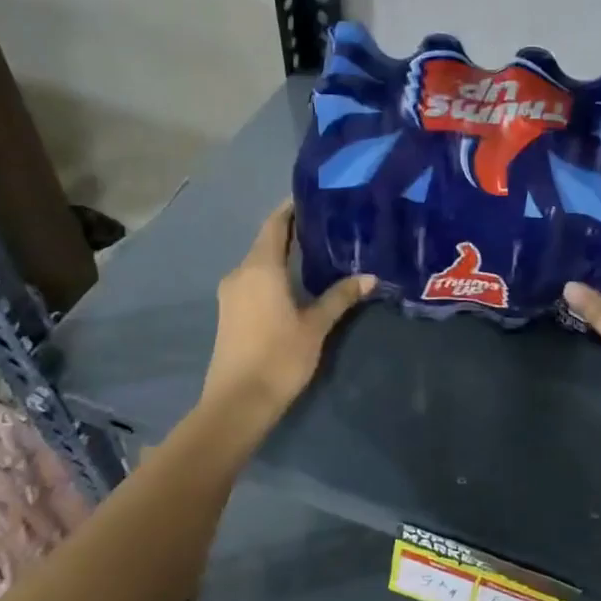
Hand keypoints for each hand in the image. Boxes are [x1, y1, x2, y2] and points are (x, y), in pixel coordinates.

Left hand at [203, 201, 374, 414]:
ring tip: (318, 250)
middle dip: (293, 231)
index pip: (275, 224)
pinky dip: (274, 272)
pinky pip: (254, 279)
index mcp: (260, 268)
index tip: (315, 197)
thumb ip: (340, 297)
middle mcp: (241, 273)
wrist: (237, 403)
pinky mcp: (230, 312)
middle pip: (267, 241)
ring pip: (260, 262)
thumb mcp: (316, 325)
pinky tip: (296, 280)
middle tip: (327, 224)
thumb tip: (369, 276)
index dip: (292, 208)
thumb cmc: (279, 357)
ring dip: (284, 254)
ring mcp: (231, 293)